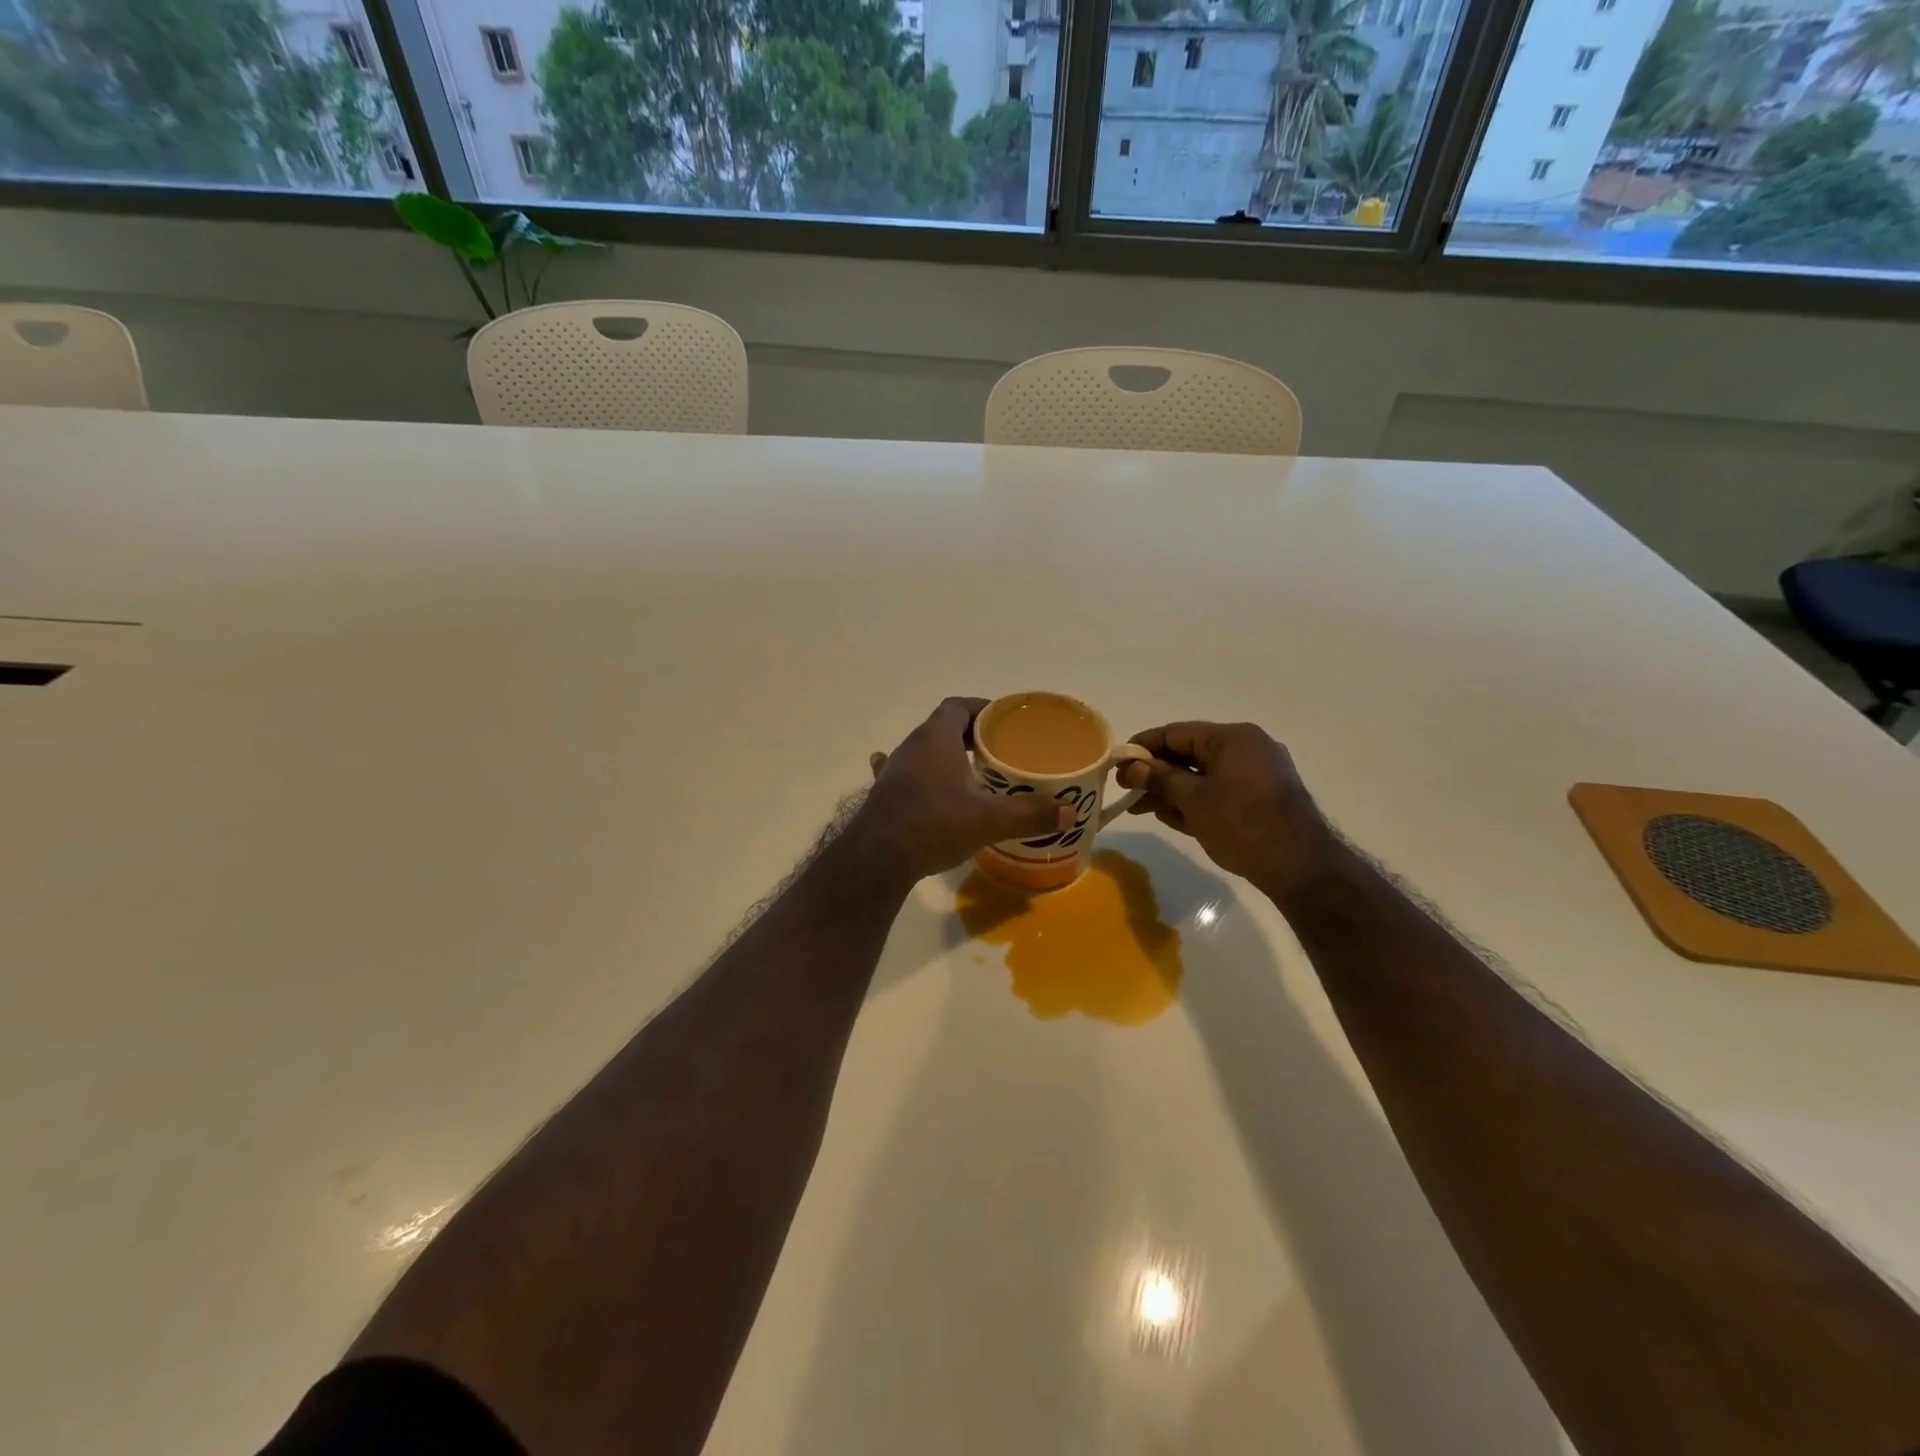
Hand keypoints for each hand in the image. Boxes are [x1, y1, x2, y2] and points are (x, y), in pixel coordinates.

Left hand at [857, 698, 1073, 881]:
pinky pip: (907, 776)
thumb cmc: (935, 824)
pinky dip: (922, 779)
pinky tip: (928, 791)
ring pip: (924, 752)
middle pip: (942, 727)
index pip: (958, 707)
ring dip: (947, 757)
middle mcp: (912, 746)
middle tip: (997, 751)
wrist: (878, 858)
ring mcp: (895, 771)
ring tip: (973, 774)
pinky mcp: (885, 795)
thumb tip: (1069, 813)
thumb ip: (1030, 814)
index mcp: (936, 738)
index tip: (1002, 722)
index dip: (981, 709)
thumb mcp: (989, 820)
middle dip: (970, 735)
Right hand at [1117, 722, 1338, 899]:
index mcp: (1233, 738)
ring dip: (1171, 790)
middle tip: (1124, 788)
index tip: (1117, 762)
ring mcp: (1256, 775)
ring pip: (1203, 777)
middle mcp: (1247, 749)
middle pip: (1189, 754)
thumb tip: (1131, 767)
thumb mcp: (1193, 800)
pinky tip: (1168, 816)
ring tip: (1139, 807)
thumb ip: (1159, 779)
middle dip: (1155, 773)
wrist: (1299, 867)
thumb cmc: (1242, 823)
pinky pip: (1219, 792)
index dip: (1144, 746)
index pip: (1177, 733)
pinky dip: (1194, 801)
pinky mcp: (1261, 800)